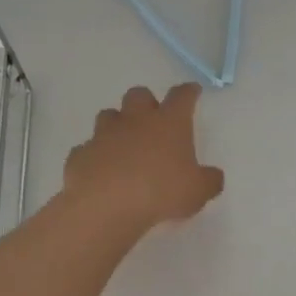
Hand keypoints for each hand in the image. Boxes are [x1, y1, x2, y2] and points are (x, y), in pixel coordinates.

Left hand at [63, 83, 224, 230]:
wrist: (107, 204)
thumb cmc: (161, 192)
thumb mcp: (198, 191)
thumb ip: (209, 181)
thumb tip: (214, 176)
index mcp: (169, 123)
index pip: (182, 96)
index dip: (188, 92)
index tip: (192, 91)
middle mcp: (136, 120)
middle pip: (139, 95)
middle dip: (146, 102)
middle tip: (152, 119)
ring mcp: (104, 134)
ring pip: (109, 115)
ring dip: (117, 124)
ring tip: (123, 143)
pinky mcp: (81, 153)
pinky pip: (88, 148)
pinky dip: (95, 155)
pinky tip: (100, 171)